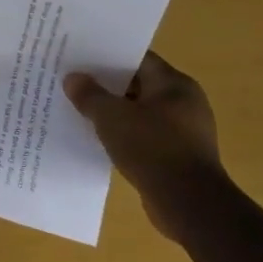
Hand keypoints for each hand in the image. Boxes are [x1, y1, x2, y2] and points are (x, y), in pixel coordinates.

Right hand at [64, 52, 225, 240]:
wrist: (189, 204)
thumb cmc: (153, 149)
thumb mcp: (112, 118)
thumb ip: (90, 95)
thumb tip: (73, 78)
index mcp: (174, 84)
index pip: (137, 59)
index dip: (107, 57)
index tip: (80, 58)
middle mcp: (184, 102)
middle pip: (138, 85)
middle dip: (107, 86)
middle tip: (74, 83)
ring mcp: (184, 131)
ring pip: (140, 113)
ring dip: (114, 114)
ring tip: (81, 112)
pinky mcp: (178, 156)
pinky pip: (145, 137)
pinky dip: (124, 136)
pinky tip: (100, 141)